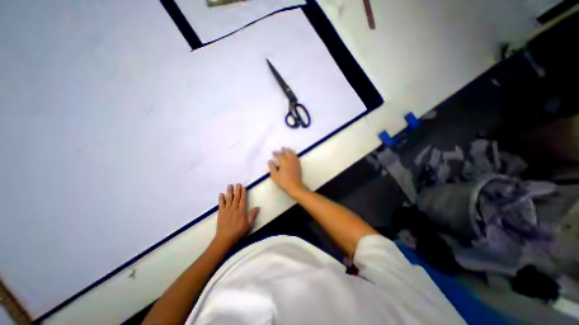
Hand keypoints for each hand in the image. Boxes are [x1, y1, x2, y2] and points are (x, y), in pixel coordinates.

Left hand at [216, 183, 258, 244]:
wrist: (225, 237)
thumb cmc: (238, 231)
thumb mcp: (248, 224)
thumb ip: (252, 215)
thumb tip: (257, 207)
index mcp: (241, 211)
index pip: (243, 200)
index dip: (243, 193)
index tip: (243, 187)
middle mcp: (234, 208)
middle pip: (236, 197)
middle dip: (237, 190)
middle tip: (237, 184)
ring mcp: (226, 210)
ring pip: (228, 198)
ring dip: (229, 192)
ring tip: (230, 185)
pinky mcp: (220, 212)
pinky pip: (221, 204)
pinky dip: (221, 198)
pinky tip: (221, 194)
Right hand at [269, 147, 309, 198]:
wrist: (295, 186)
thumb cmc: (283, 182)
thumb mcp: (274, 176)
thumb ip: (272, 167)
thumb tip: (270, 161)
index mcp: (283, 161)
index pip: (279, 154)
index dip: (276, 153)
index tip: (273, 153)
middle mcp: (290, 160)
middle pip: (287, 152)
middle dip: (283, 150)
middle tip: (281, 148)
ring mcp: (295, 162)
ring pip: (293, 153)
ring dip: (289, 150)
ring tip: (287, 149)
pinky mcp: (299, 165)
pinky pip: (296, 157)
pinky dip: (294, 154)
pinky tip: (293, 155)